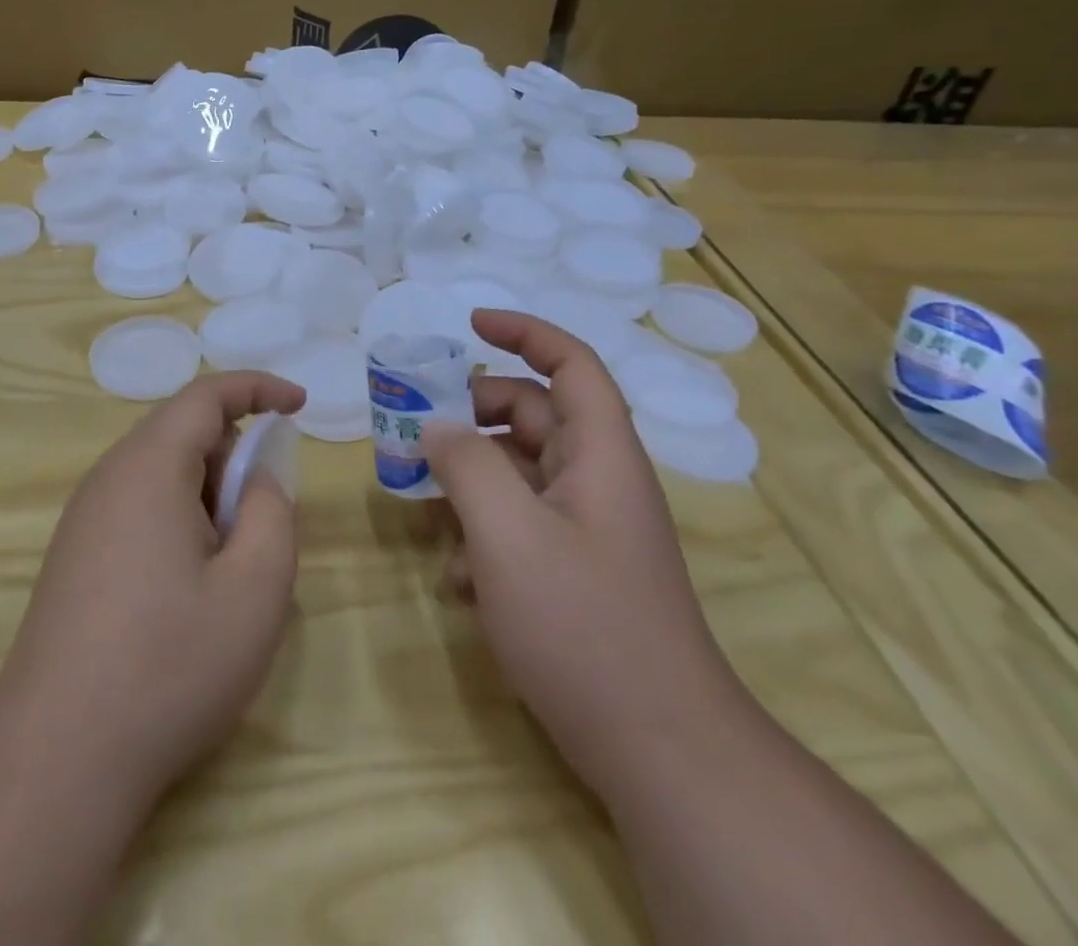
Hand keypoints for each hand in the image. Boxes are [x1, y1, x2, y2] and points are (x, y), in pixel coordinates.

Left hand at [0, 370, 306, 807]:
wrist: (56, 758)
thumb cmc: (169, 665)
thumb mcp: (255, 588)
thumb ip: (272, 512)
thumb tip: (258, 481)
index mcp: (148, 467)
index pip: (206, 395)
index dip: (258, 388)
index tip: (300, 405)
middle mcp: (108, 478)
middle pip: (182, 433)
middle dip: (234, 458)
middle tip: (260, 522)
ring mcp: (84, 519)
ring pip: (162, 474)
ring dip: (207, 496)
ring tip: (226, 566)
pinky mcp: (74, 557)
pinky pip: (139, 508)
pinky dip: (179, 522)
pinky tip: (186, 592)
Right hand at [426, 310, 739, 789]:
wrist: (661, 752)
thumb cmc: (585, 626)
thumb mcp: (509, 535)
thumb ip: (467, 466)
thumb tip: (436, 426)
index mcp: (599, 454)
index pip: (570, 364)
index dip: (524, 333)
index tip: (469, 325)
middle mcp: (597, 480)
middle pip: (532, 417)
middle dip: (473, 415)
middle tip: (417, 425)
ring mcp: (587, 528)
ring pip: (519, 473)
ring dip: (470, 481)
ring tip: (423, 505)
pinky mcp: (575, 570)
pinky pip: (521, 525)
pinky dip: (484, 534)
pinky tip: (456, 581)